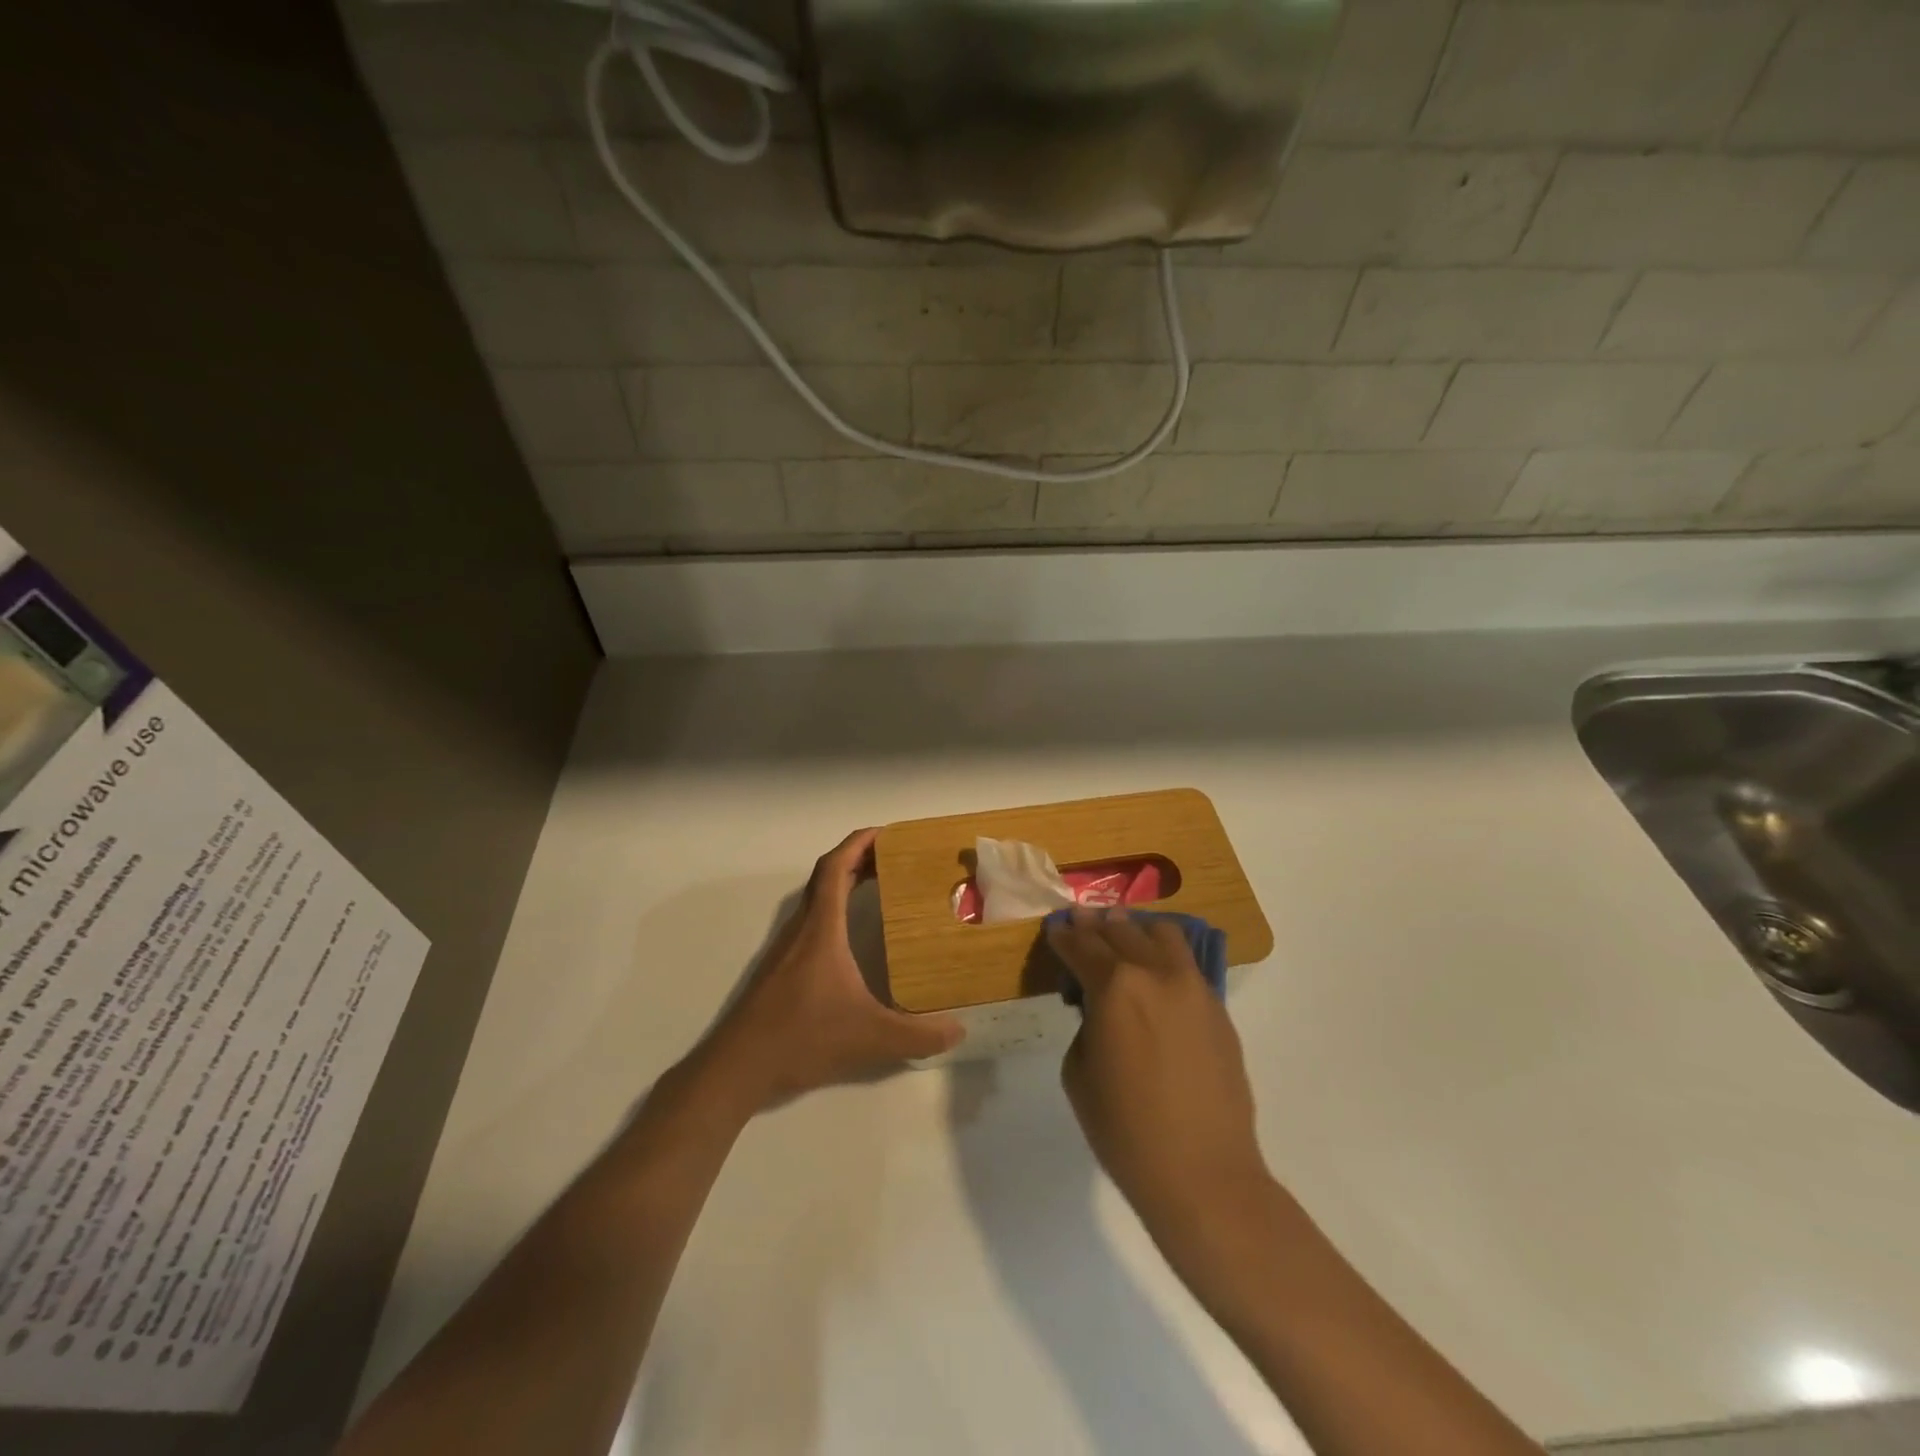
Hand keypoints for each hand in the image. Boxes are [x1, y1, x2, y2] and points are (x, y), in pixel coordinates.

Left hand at [695, 829, 964, 1114]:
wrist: (737, 1067)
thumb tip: (959, 1031)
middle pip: (826, 876)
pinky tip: (853, 937)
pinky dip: (835, 911)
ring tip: (881, 887)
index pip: (835, 868)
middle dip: (859, 859)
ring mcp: (787, 948)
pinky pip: (812, 921)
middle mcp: (802, 930)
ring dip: (845, 883)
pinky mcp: (781, 968)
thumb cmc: (801, 1038)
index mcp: (821, 929)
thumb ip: (917, 1035)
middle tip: (896, 859)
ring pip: (817, 899)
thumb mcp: (868, 1037)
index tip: (887, 833)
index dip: (858, 843)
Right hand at [1048, 908, 1270, 1243]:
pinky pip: (1186, 963)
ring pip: (1162, 934)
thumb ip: (1086, 1023)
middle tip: (1080, 922)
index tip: (1054, 929)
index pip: (1081, 946)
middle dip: (1094, 925)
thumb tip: (1100, 1007)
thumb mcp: (1078, 1072)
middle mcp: (1156, 972)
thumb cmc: (1125, 1130)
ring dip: (1135, 930)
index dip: (1063, 936)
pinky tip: (1153, 970)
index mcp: (1115, 986)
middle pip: (1120, 931)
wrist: (1203, 1174)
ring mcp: (1193, 987)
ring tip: (1121, 936)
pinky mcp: (1217, 1008)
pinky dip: (1164, 954)